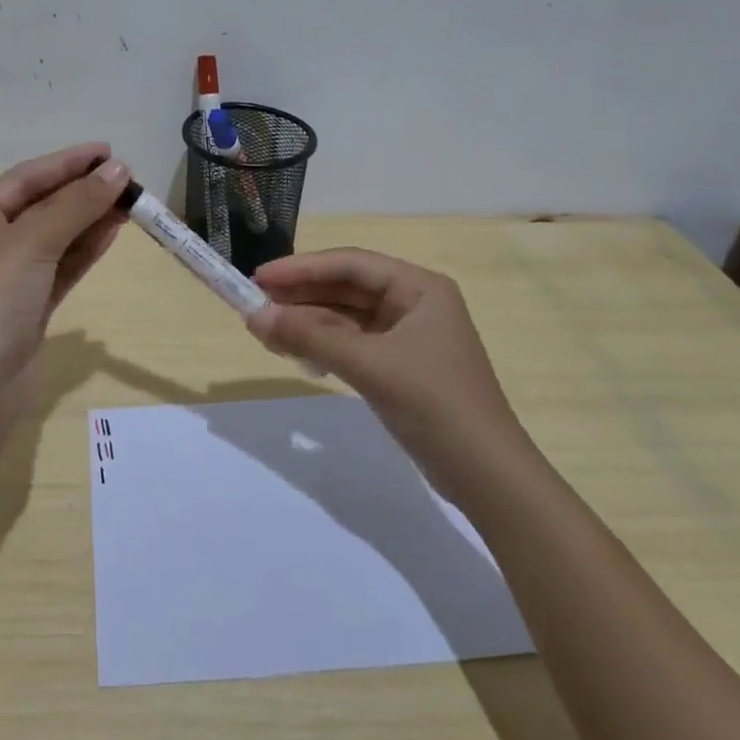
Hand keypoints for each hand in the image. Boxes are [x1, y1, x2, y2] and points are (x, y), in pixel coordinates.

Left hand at [0, 143, 131, 402]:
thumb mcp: (31, 243)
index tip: (108, 151)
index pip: (25, 179)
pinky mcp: (32, 304)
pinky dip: (86, 248)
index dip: (67, 162)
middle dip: (82, 190)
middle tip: (126, 177)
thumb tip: (118, 170)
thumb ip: (75, 205)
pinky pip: (63, 264)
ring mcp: (12, 276)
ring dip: (90, 217)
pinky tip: (113, 230)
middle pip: (43, 205)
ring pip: (57, 236)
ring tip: (129, 200)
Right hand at [246, 248, 532, 496]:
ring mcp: (407, 336)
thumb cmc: (434, 403)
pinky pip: (351, 342)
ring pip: (346, 316)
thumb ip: (309, 337)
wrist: (486, 475)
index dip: (302, 268)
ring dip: (308, 321)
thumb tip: (253, 317)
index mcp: (419, 288)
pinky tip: (293, 349)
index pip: (351, 264)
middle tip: (254, 302)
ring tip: (264, 327)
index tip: (259, 277)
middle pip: (347, 287)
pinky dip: (322, 344)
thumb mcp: (368, 365)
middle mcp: (414, 303)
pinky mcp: (398, 365)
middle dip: (301, 295)